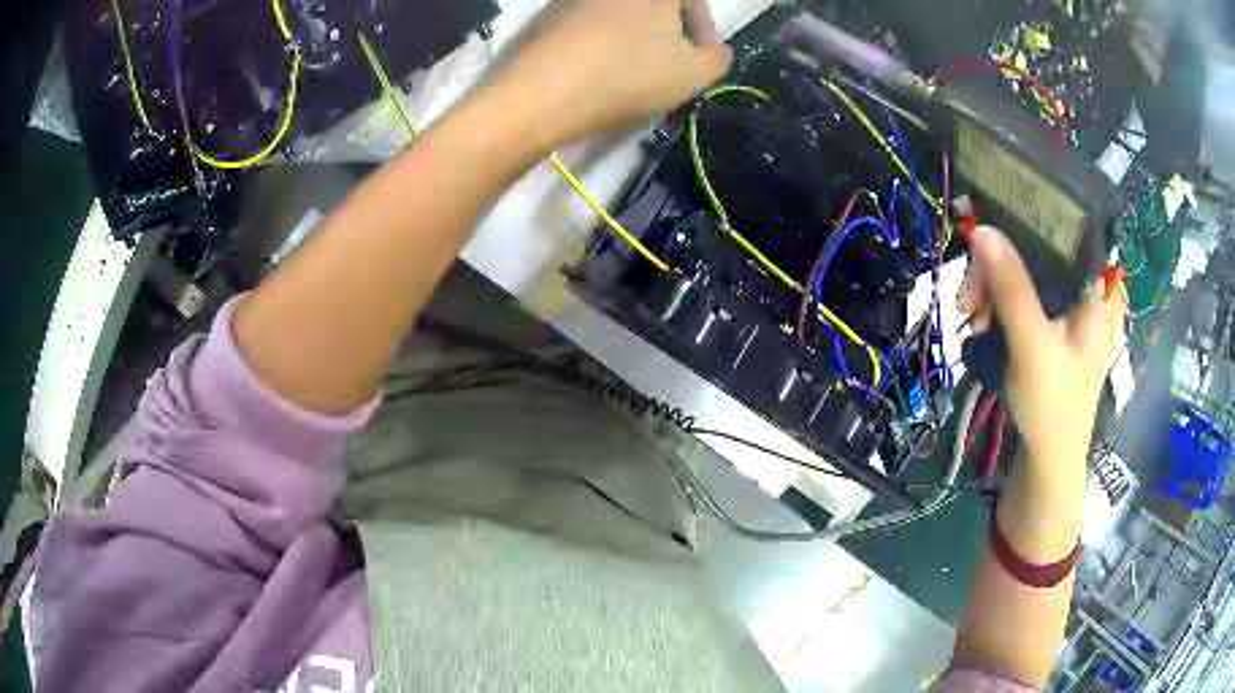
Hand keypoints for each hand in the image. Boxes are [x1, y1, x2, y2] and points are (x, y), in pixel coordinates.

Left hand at [496, 0, 732, 146]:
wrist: (540, 94)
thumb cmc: (627, 74)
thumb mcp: (693, 73)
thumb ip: (717, 59)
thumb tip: (716, 51)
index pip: (693, 0)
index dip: (705, 30)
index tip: (703, 61)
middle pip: (654, 10)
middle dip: (668, 39)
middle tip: (669, 74)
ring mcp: (574, 1)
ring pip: (620, 20)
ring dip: (635, 45)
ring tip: (633, 81)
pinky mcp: (545, 20)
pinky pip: (587, 30)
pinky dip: (601, 49)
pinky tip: (597, 78)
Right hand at [959, 226, 1126, 465]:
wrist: (1049, 456)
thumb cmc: (1052, 405)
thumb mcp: (1031, 345)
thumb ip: (1011, 288)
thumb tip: (981, 229)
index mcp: (1100, 288)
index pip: (1070, 225)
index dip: (1032, 215)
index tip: (993, 220)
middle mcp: (1090, 286)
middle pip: (1042, 247)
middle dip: (1002, 264)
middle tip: (972, 294)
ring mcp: (1073, 302)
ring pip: (1030, 267)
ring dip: (995, 284)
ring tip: (972, 314)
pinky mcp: (1057, 317)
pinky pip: (1026, 289)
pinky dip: (1002, 298)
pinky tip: (984, 318)